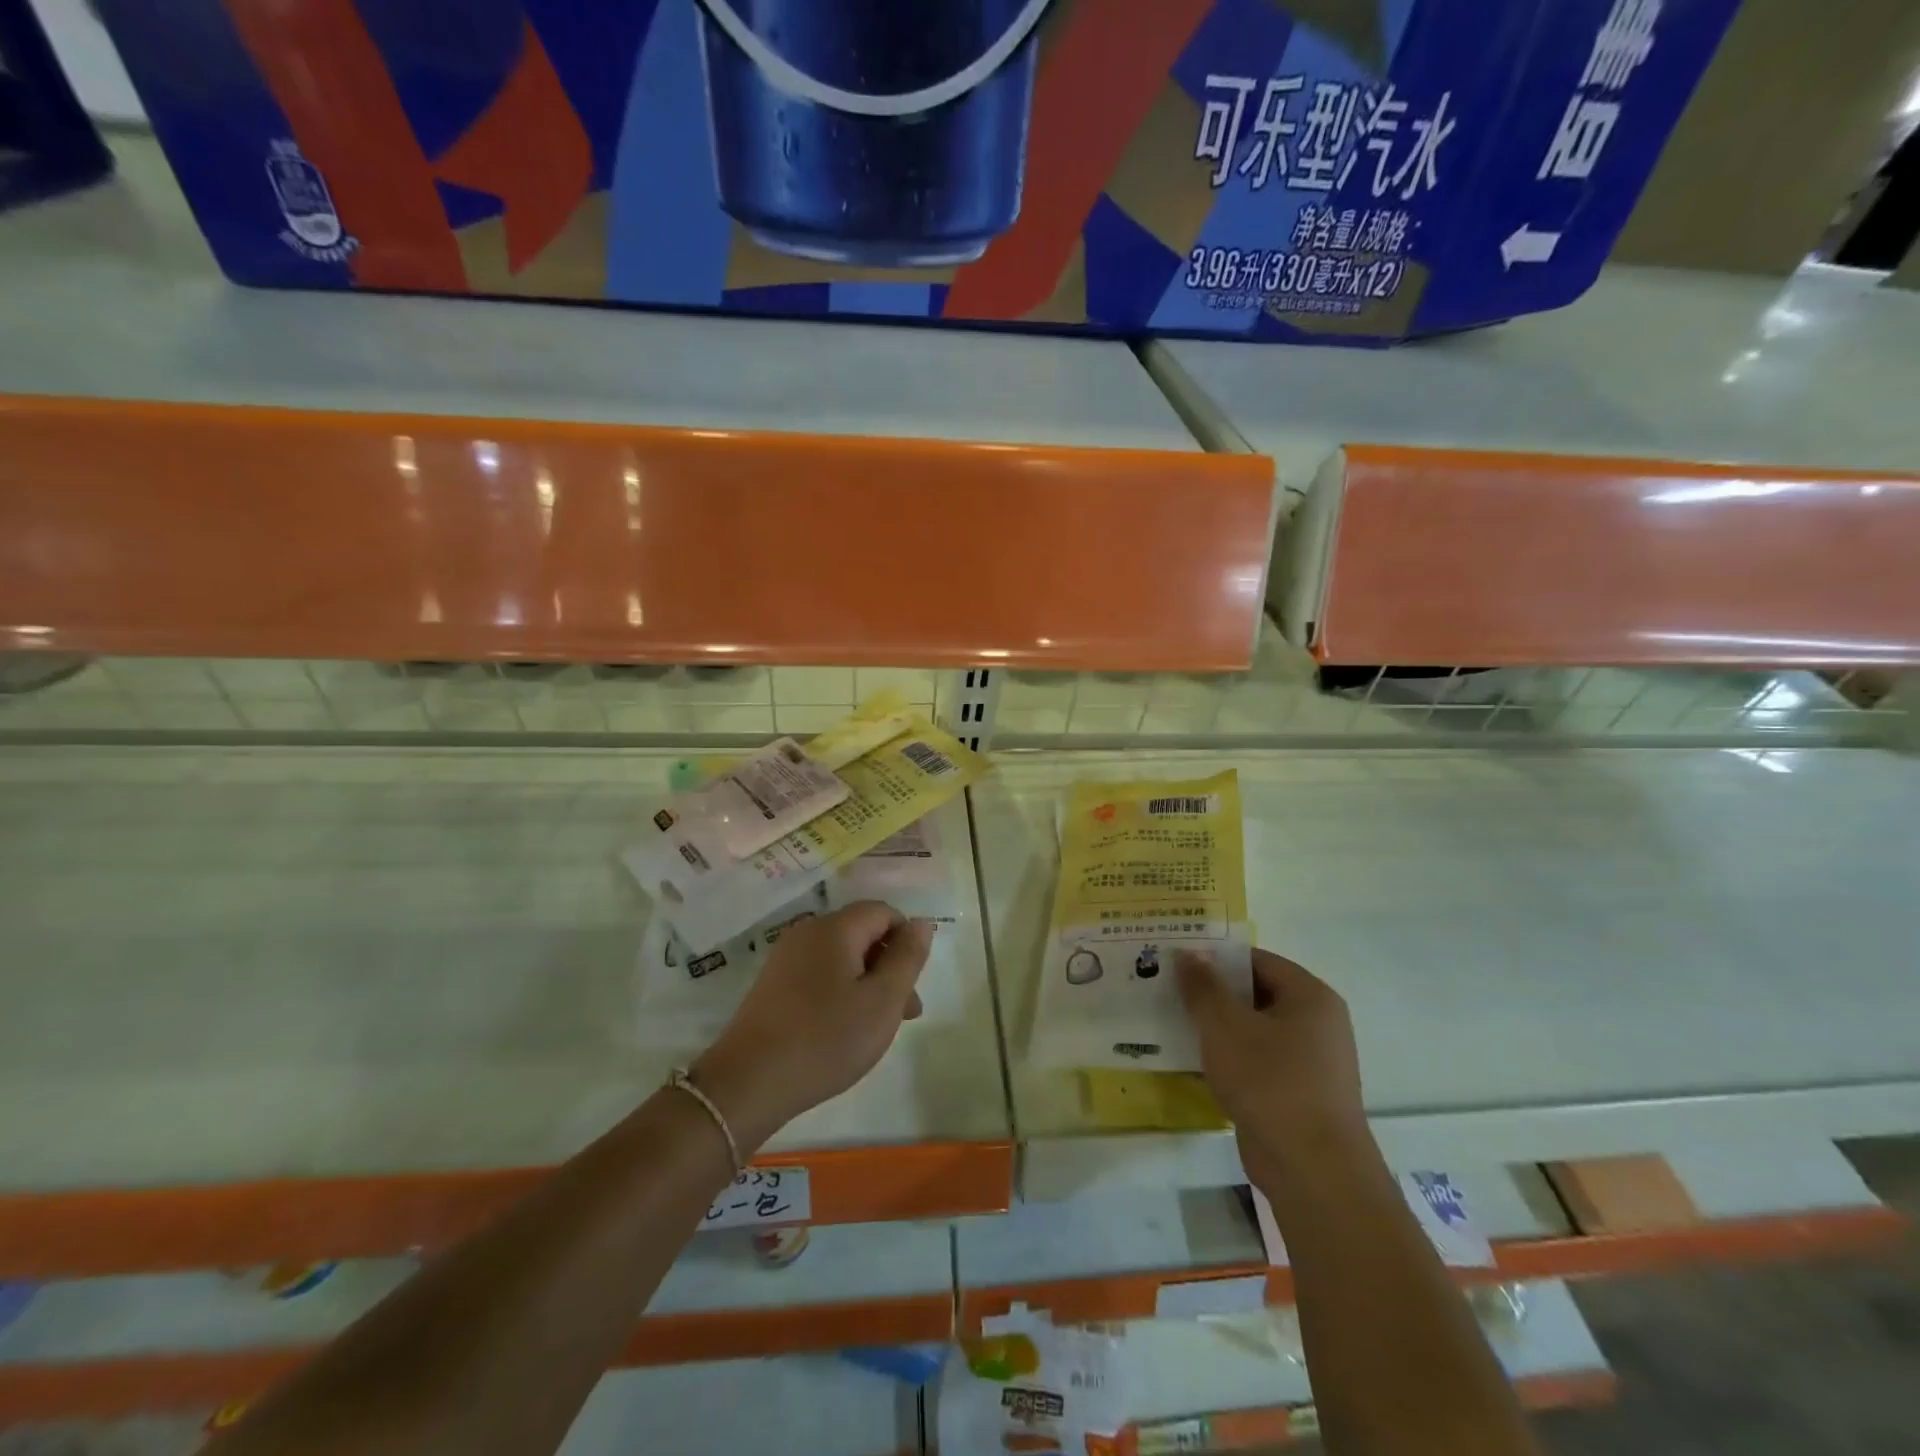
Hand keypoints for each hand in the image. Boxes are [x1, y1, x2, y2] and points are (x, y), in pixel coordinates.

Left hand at [691, 902, 932, 1151]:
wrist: (748, 1082)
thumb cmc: (826, 1039)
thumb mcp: (882, 1001)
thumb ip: (907, 957)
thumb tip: (921, 922)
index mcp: (836, 928)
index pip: (883, 912)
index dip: (906, 941)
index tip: (913, 984)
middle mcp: (808, 932)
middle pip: (862, 934)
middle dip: (890, 966)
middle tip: (906, 1015)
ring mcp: (785, 958)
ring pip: (842, 957)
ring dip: (868, 983)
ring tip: (877, 1028)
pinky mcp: (773, 985)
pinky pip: (819, 975)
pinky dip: (841, 993)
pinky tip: (842, 1030)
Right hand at [1177, 948, 1369, 1188]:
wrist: (1314, 1171)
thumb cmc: (1270, 1083)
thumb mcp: (1225, 1026)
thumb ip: (1204, 986)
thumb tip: (1190, 953)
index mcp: (1310, 996)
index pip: (1256, 961)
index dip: (1216, 958)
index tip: (1177, 961)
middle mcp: (1317, 1023)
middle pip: (1256, 994)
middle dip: (1212, 993)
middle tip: (1168, 990)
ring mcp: (1311, 1062)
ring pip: (1254, 1030)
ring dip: (1217, 1028)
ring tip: (1173, 1022)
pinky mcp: (1298, 1094)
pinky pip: (1258, 1062)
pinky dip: (1229, 1059)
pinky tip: (1194, 1062)